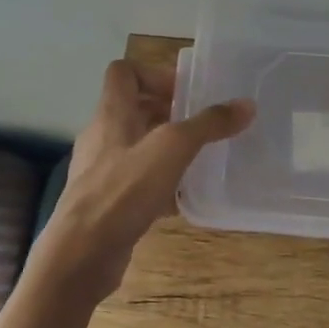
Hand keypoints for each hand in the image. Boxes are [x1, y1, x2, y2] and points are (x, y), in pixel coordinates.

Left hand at [33, 60, 254, 301]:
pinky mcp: (107, 203)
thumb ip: (209, 124)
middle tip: (203, 126)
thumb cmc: (123, 191)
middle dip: (169, 113)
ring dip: (167, 150)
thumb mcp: (172, 149)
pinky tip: (184, 199)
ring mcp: (102, 172)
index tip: (188, 93)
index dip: (155, 74)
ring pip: (137, 148)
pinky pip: (137, 183)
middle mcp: (102, 138)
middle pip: (134, 110)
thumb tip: (246, 104)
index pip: (124, 73)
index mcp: (111, 114)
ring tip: (200, 159)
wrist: (81, 254)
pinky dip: (161, 185)